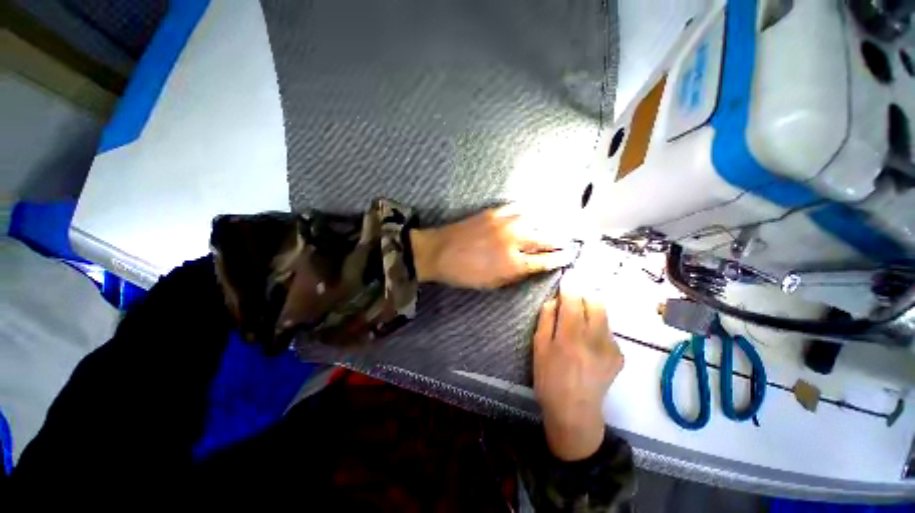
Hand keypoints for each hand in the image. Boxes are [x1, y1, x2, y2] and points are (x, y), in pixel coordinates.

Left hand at [409, 205, 575, 288]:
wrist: (439, 252)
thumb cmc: (464, 273)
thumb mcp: (491, 283)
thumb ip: (515, 274)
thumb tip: (532, 265)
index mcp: (513, 263)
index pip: (545, 260)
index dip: (560, 258)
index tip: (570, 255)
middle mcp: (513, 241)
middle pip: (546, 238)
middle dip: (560, 240)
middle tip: (569, 240)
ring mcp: (504, 223)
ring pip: (536, 220)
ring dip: (548, 224)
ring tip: (557, 225)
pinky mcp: (494, 212)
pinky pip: (518, 208)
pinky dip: (529, 210)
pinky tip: (534, 212)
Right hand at [533, 288, 623, 460]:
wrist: (575, 412)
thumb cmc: (549, 378)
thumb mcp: (539, 347)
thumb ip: (546, 319)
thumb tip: (554, 300)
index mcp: (570, 337)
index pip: (574, 300)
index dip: (570, 286)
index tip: (566, 279)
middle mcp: (595, 339)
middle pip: (596, 302)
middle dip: (584, 295)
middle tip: (572, 300)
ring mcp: (611, 347)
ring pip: (604, 314)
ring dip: (590, 311)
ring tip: (578, 323)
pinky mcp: (619, 355)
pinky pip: (608, 330)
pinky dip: (597, 327)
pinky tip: (588, 343)